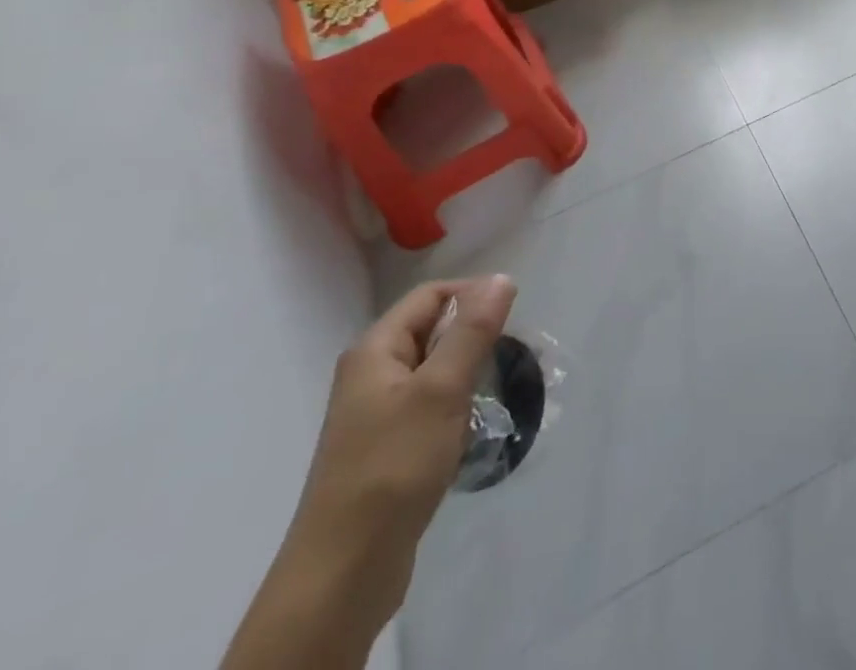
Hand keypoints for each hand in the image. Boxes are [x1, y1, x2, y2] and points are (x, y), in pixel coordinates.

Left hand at [290, 277, 515, 618]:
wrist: (342, 575)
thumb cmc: (393, 466)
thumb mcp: (441, 390)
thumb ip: (473, 331)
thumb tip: (501, 278)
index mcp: (374, 350)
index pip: (430, 295)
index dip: (472, 293)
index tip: (513, 313)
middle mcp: (371, 374)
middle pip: (431, 330)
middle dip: (473, 334)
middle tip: (511, 352)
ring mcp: (375, 415)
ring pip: (433, 371)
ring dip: (466, 372)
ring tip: (497, 388)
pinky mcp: (386, 450)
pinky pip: (428, 407)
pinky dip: (454, 407)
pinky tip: (472, 428)